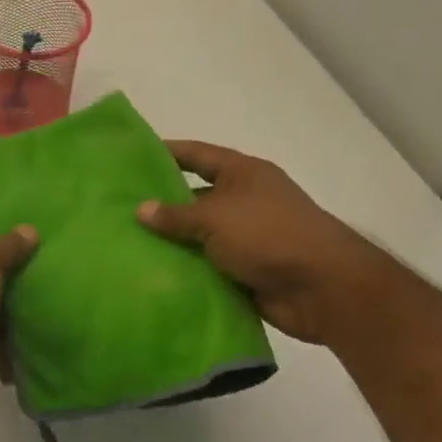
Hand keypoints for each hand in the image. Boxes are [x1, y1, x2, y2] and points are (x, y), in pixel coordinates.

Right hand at [136, 141, 393, 345]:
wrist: (323, 289)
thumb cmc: (269, 235)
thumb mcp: (215, 218)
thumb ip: (176, 215)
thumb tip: (141, 209)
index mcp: (243, 175)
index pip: (197, 155)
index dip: (167, 152)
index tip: (132, 155)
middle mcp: (244, 201)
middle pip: (194, 196)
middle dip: (161, 203)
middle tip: (118, 207)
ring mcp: (245, 237)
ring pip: (198, 235)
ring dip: (170, 241)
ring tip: (125, 243)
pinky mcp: (244, 270)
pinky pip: (206, 265)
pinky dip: (184, 269)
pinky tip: (151, 273)